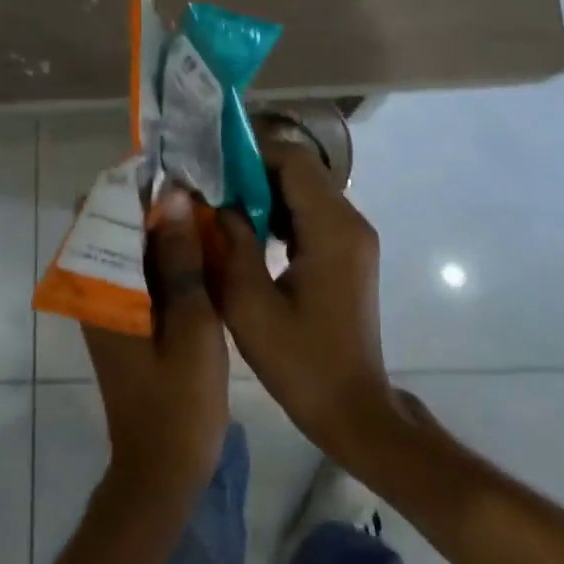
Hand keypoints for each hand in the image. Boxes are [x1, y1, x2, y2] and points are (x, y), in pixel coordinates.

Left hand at [81, 186, 229, 513]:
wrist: (162, 470)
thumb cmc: (180, 399)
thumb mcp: (190, 322)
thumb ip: (180, 258)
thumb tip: (173, 195)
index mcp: (101, 287)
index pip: (102, 211)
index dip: (135, 182)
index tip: (176, 165)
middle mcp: (94, 289)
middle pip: (112, 223)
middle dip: (150, 199)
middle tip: (198, 184)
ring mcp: (107, 305)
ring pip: (127, 244)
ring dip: (158, 224)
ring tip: (203, 205)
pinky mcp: (123, 319)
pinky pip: (137, 268)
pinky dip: (162, 251)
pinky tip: (198, 247)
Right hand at [213, 141, 396, 466]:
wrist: (352, 408)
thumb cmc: (300, 363)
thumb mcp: (249, 306)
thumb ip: (229, 244)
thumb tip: (211, 201)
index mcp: (332, 230)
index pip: (293, 161)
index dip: (250, 154)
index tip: (210, 165)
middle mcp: (350, 222)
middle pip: (301, 170)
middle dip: (253, 171)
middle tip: (209, 186)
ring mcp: (354, 237)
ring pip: (306, 189)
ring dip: (265, 191)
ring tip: (222, 206)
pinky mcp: (349, 252)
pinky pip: (312, 212)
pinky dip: (279, 211)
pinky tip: (249, 232)